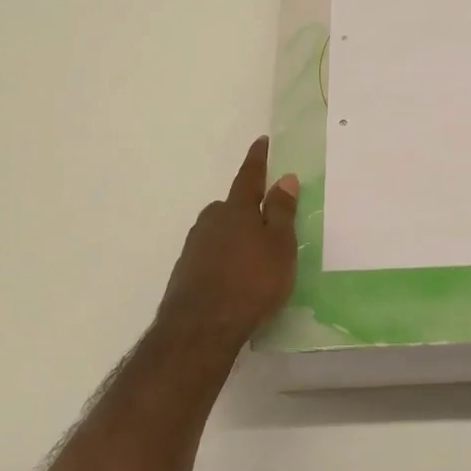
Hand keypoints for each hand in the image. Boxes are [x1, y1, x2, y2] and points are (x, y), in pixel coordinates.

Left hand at [156, 137, 300, 352]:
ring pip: (219, 232)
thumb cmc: (252, 282)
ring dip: (235, 238)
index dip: (258, 159)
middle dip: (247, 209)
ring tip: (254, 259)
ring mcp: (194, 247)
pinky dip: (223, 260)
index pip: (249, 177)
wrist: (200, 328)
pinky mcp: (185, 273)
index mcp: (237, 210)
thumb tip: (285, 177)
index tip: (261, 141)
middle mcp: (211, 221)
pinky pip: (210, 256)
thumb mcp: (280, 246)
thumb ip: (282, 212)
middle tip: (267, 223)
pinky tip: (234, 280)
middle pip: (231, 207)